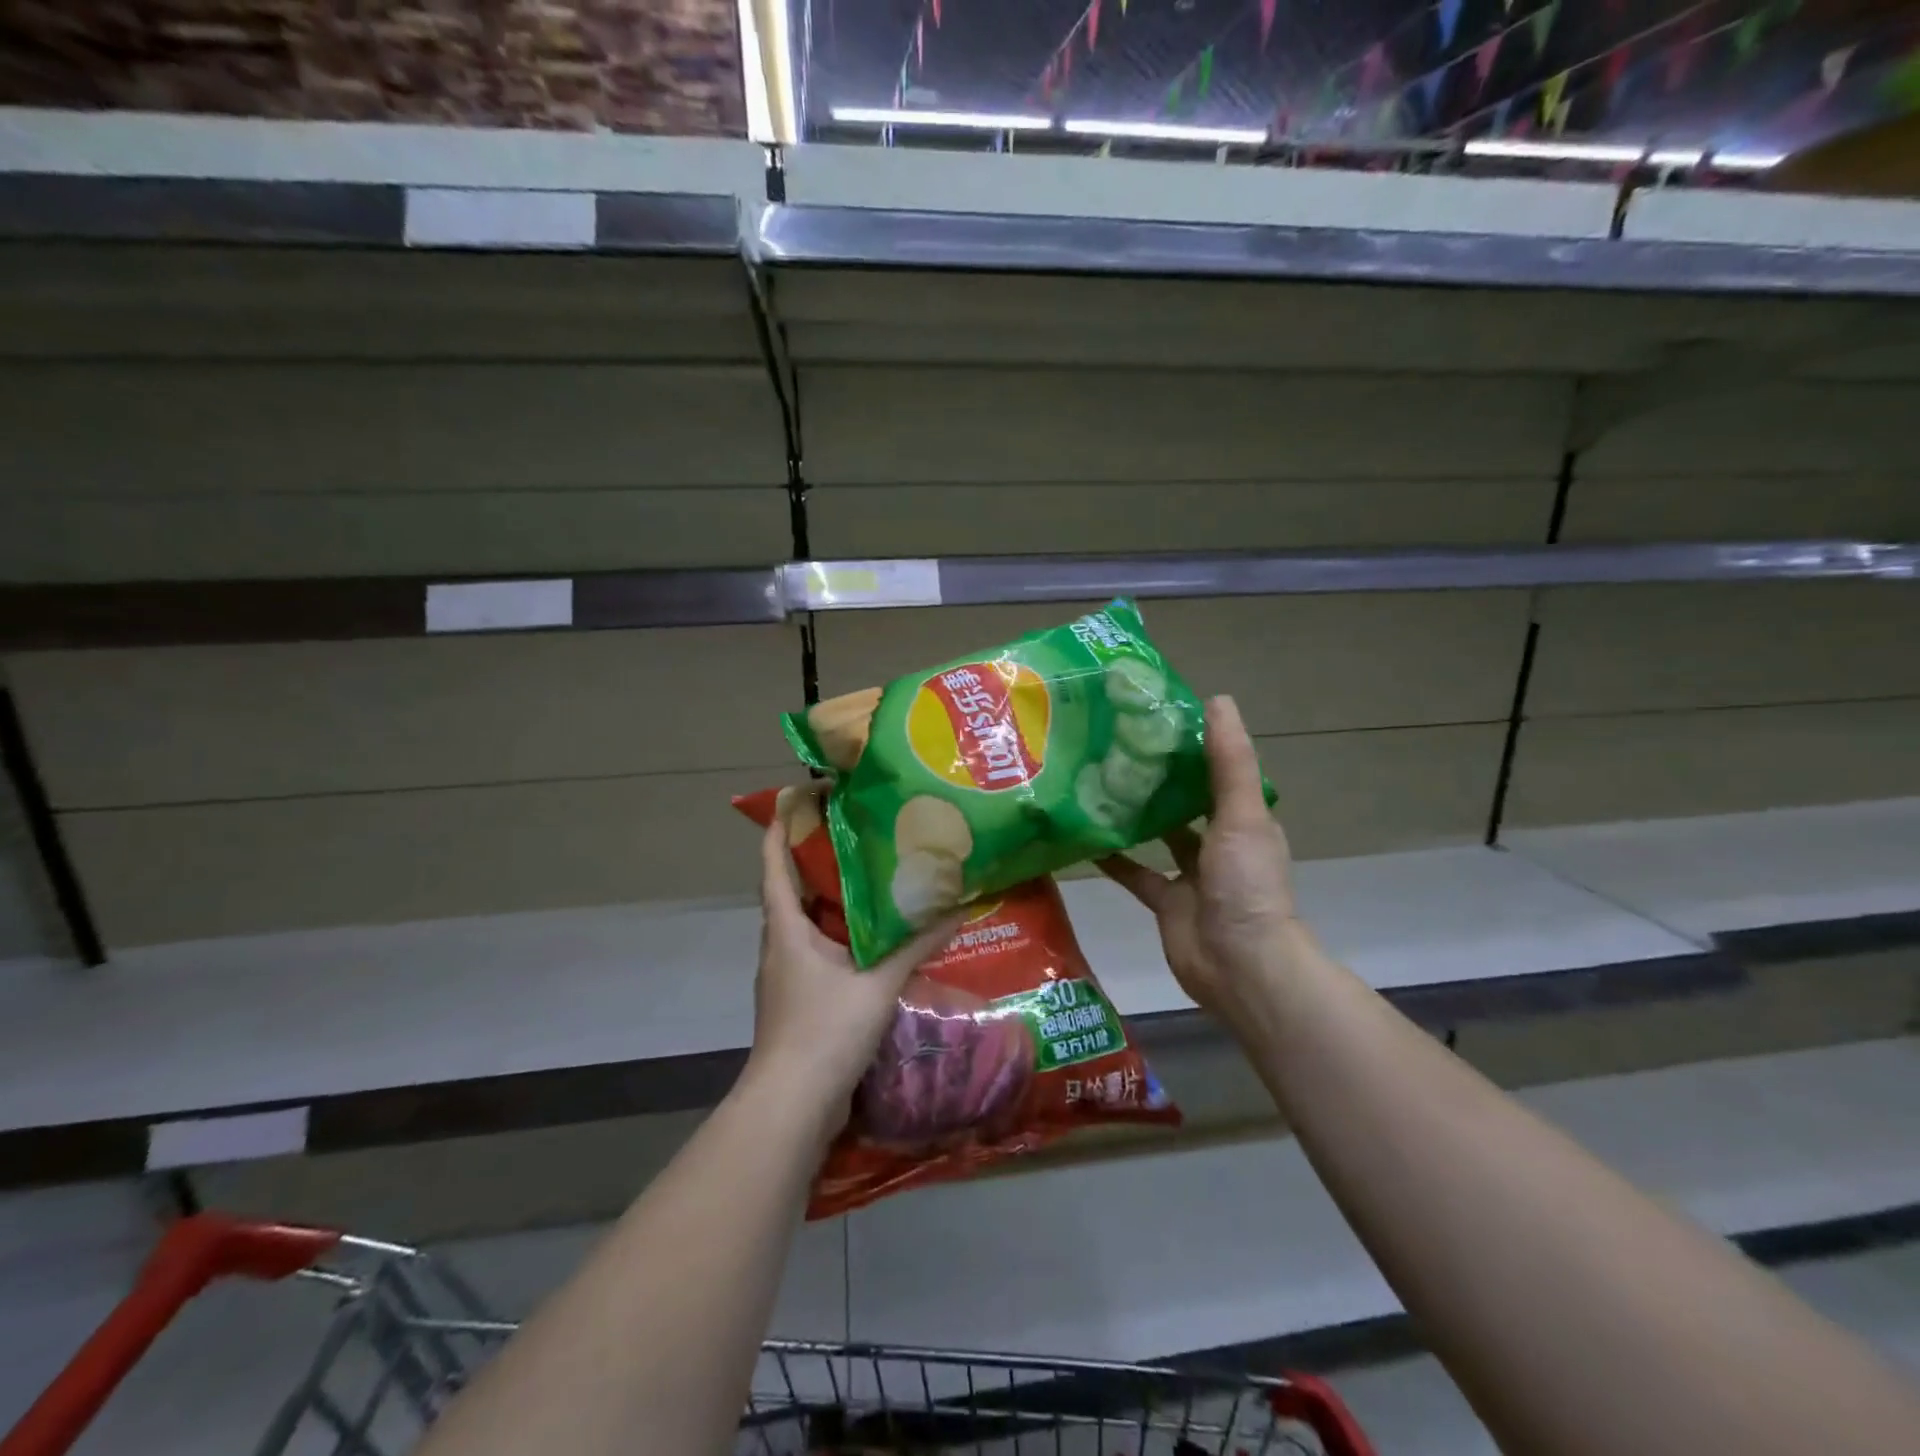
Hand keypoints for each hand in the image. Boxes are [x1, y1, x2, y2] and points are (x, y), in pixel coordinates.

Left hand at [746, 820, 960, 1115]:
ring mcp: (788, 975)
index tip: (798, 796)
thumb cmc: (824, 1030)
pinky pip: (821, 953)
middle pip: (792, 890)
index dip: (779, 827)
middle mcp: (780, 945)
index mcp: (785, 928)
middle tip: (858, 833)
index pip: (773, 864)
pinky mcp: (801, 1000)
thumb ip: (915, 945)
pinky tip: (876, 941)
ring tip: (873, 880)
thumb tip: (956, 908)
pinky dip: (843, 938)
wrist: (793, 1106)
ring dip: (833, 901)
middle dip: (818, 859)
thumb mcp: (877, 983)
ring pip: (808, 924)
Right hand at [1098, 696, 1301, 1034]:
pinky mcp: (1166, 901)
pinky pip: (1136, 873)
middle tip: (1114, 746)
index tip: (1154, 718)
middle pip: (1186, 801)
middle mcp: (1220, 842)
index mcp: (1244, 819)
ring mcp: (1192, 874)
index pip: (1217, 771)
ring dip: (1135, 814)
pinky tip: (1085, 838)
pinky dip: (1114, 858)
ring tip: (1096, 782)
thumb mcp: (1241, 814)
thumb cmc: (1246, 884)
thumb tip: (1217, 699)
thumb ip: (1228, 761)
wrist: (1239, 966)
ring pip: (1159, 835)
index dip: (1191, 745)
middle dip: (1157, 777)